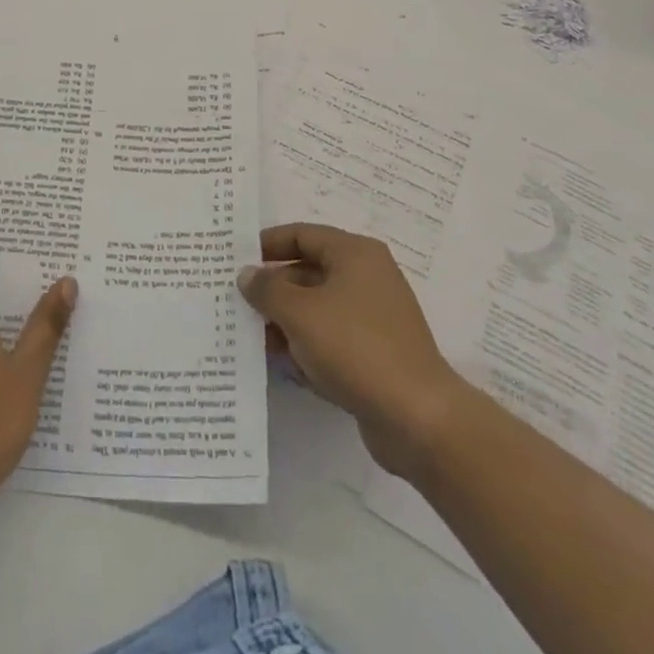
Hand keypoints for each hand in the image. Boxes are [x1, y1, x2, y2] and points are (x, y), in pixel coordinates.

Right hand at [239, 223, 462, 479]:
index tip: (235, 261)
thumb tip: (248, 274)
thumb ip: (267, 289)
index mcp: (355, 254)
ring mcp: (374, 318)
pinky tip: (285, 366)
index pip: (301, 235)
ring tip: (253, 339)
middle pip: (308, 271)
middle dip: (273, 289)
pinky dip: (308, 347)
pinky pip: (332, 340)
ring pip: (318, 309)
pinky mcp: (376, 354)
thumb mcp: (299, 312)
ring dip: (286, 322)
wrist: (417, 418)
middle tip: (237, 303)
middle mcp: (367, 278)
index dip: (267, 245)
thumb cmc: (354, 347)